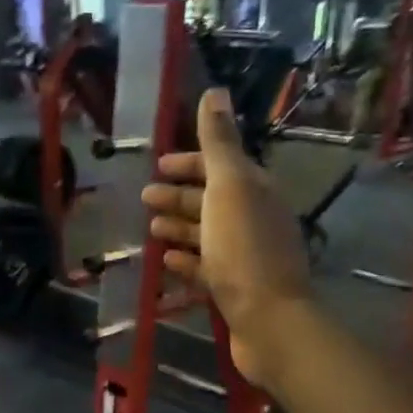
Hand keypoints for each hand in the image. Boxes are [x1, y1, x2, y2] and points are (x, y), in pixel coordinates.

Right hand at [142, 89, 314, 391]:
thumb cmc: (244, 248)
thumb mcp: (229, 186)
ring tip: (150, 231)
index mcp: (256, 191)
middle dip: (178, 197)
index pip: (222, 166)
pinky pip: (206, 268)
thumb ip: (219, 141)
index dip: (189, 163)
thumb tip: (215, 91)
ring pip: (207, 235)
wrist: (269, 321)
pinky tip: (165, 263)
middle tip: (144, 200)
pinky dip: (185, 261)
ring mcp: (246, 257)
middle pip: (212, 200)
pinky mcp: (236, 290)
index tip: (157, 166)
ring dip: (179, 229)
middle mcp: (254, 219)